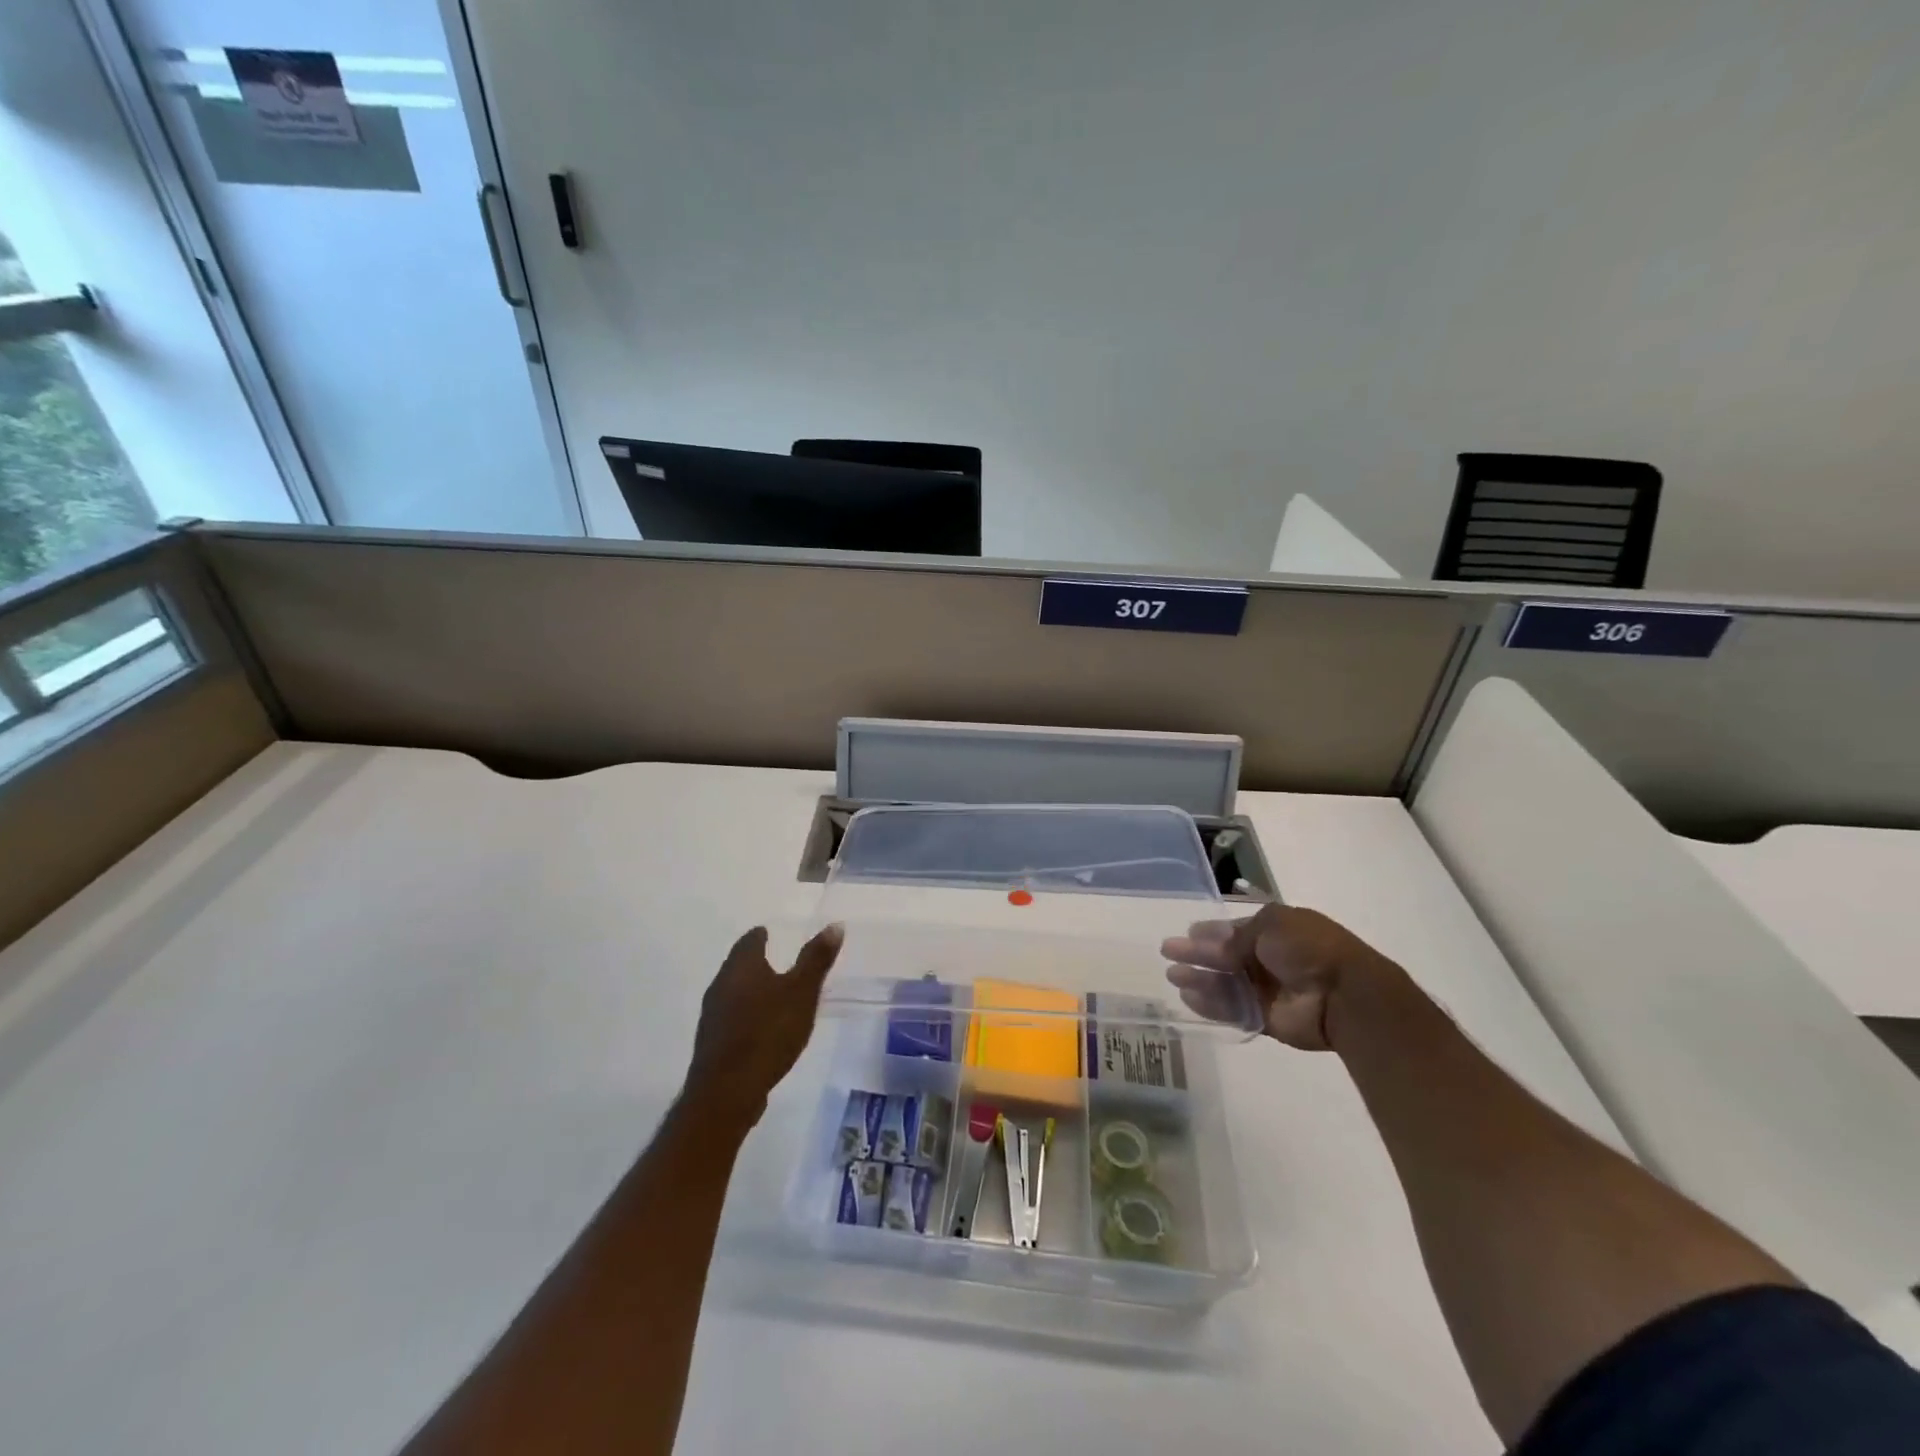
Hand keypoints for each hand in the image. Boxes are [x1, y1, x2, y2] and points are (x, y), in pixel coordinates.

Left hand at [683, 923, 845, 1127]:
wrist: (727, 1092)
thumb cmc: (768, 1033)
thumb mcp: (802, 993)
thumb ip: (816, 960)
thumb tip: (834, 925)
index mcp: (741, 967)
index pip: (748, 941)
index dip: (760, 936)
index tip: (769, 934)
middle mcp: (720, 985)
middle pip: (737, 965)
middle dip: (754, 962)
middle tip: (775, 961)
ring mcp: (712, 1016)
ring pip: (732, 992)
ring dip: (750, 990)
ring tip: (772, 994)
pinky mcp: (712, 1043)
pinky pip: (731, 1018)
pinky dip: (746, 1014)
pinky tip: (760, 1028)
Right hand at [1161, 905, 1388, 1050]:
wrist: (1344, 994)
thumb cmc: (1309, 948)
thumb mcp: (1271, 925)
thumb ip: (1235, 936)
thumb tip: (1207, 941)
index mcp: (1275, 931)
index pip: (1235, 930)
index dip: (1211, 932)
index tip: (1187, 933)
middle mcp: (1269, 959)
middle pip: (1225, 957)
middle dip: (1197, 954)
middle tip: (1168, 952)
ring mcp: (1267, 990)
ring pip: (1225, 983)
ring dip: (1200, 979)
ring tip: (1173, 976)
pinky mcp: (1265, 1018)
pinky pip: (1233, 1010)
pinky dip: (1211, 1004)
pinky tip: (1188, 997)